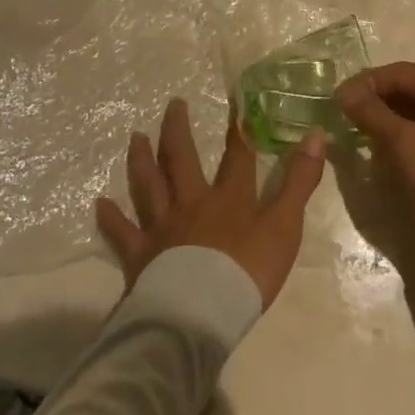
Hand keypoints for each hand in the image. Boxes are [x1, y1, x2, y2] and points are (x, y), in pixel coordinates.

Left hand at [96, 99, 326, 308]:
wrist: (202, 314)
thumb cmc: (247, 272)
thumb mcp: (284, 226)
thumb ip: (299, 182)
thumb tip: (316, 135)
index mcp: (228, 198)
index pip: (237, 155)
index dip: (239, 128)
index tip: (237, 100)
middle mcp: (191, 203)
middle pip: (182, 159)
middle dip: (177, 130)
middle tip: (173, 104)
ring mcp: (162, 227)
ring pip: (148, 185)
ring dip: (141, 159)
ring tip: (135, 136)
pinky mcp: (140, 256)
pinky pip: (122, 233)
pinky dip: (110, 218)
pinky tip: (99, 203)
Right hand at [337, 63, 414, 271]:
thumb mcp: (407, 145)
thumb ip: (373, 115)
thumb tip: (344, 92)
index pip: (398, 72)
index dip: (365, 82)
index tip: (337, 101)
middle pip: (408, 88)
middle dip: (375, 99)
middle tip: (345, 117)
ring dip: (388, 118)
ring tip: (360, 133)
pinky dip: (405, 134)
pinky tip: (387, 151)